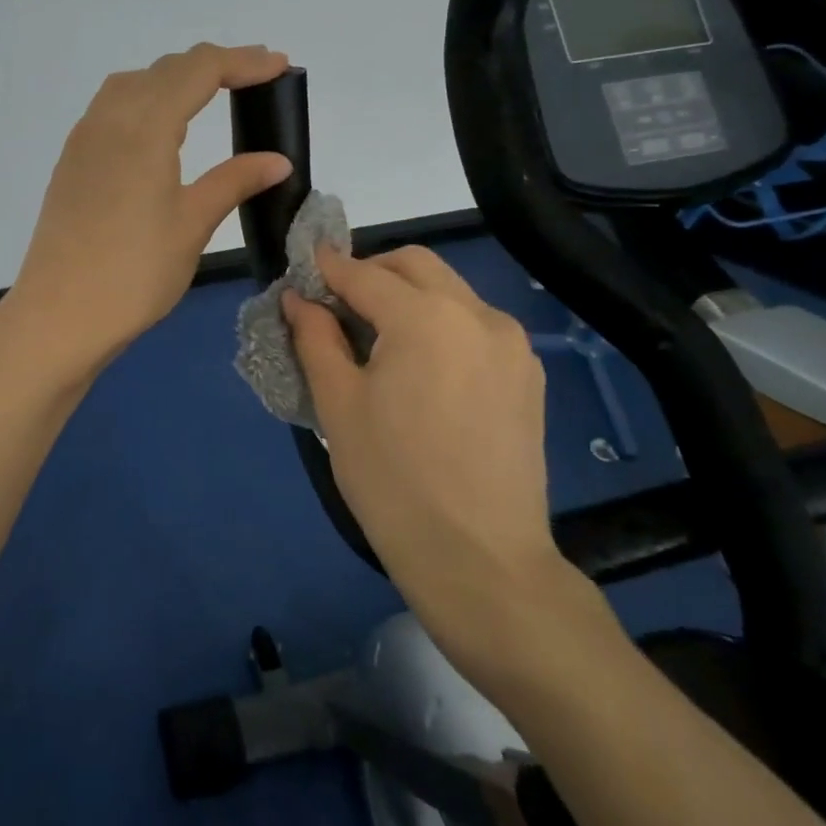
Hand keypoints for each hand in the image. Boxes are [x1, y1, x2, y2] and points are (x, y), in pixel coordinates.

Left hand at [5, 43, 294, 378]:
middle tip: (257, 77)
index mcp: (144, 128)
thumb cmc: (134, 274)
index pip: (199, 71)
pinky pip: (112, 107)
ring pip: (133, 83)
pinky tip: (160, 127)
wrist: (59, 315)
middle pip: (166, 69)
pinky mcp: (72, 160)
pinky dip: (146, 98)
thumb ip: (234, 181)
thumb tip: (278, 160)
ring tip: (211, 93)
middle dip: (214, 65)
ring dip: (175, 78)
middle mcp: (109, 119)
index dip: (243, 62)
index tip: (280, 66)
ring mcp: (84, 138)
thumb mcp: (192, 225)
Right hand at [284, 246, 575, 665]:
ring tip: (378, 339)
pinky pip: (475, 325)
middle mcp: (477, 314)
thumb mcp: (338, 406)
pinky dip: (441, 323)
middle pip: (415, 265)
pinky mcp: (528, 374)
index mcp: (426, 317)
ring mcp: (511, 343)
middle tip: (337, 306)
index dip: (326, 268)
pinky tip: (422, 368)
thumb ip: (316, 338)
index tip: (301, 271)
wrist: (481, 561)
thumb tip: (298, 299)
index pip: (364, 273)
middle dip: (371, 271)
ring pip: (450, 290)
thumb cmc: (393, 482)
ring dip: (408, 295)